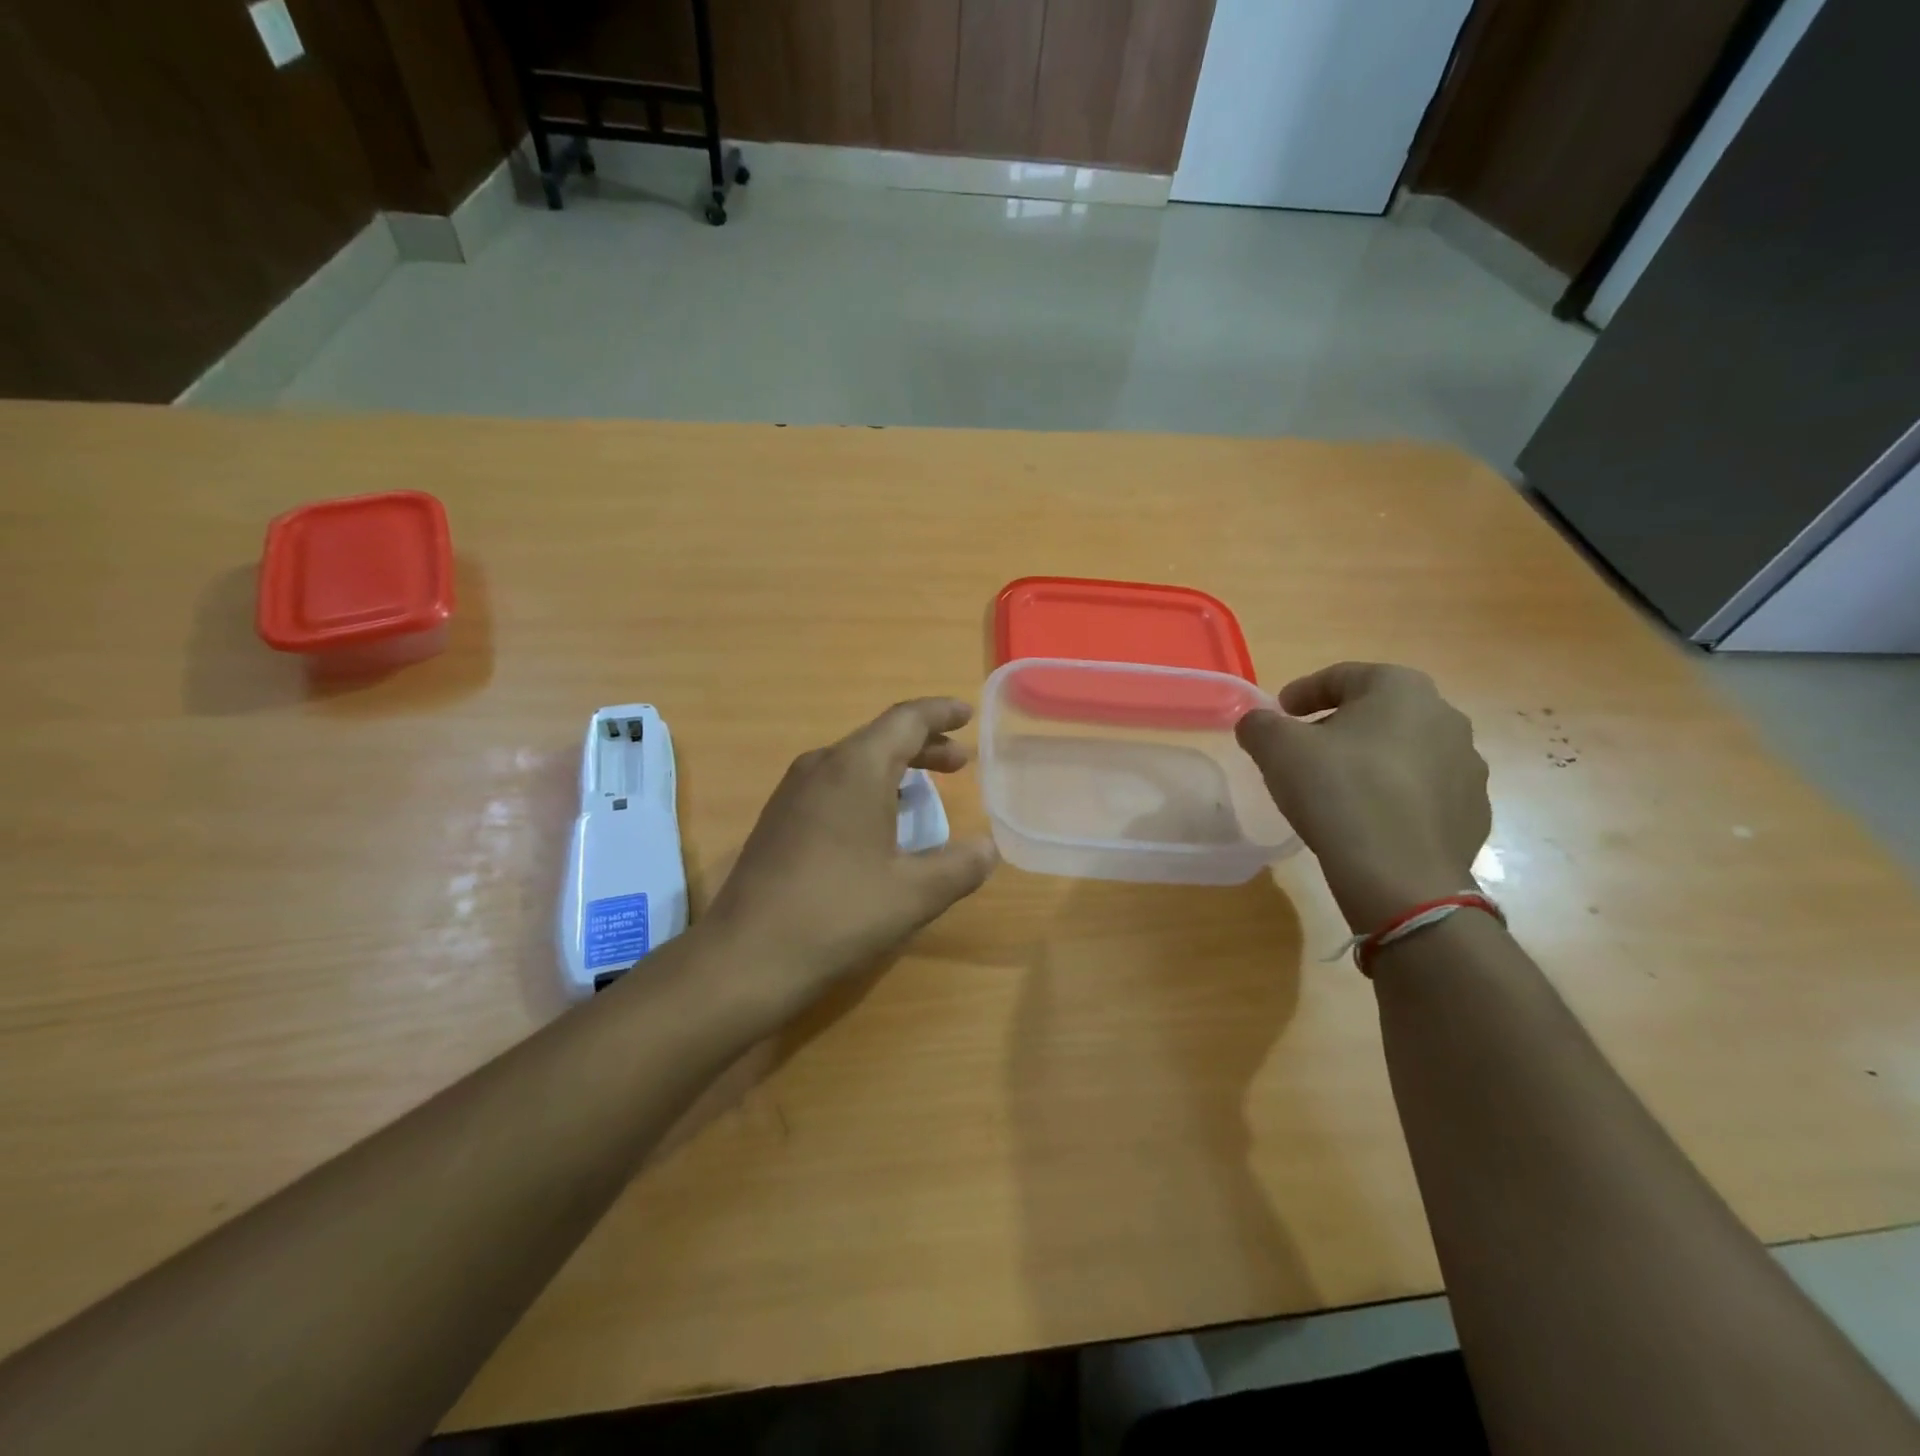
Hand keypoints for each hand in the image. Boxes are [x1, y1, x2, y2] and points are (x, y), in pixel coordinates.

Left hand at [706, 699, 999, 1018]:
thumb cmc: (839, 914)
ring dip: (895, 767)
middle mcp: (821, 766)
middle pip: (880, 737)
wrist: (746, 956)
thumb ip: (960, 866)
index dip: (940, 713)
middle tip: (960, 762)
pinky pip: (833, 784)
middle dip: (924, 744)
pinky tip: (878, 821)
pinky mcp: (779, 819)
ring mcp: (793, 792)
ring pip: (854, 761)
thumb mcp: (914, 894)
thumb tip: (988, 849)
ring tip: (926, 788)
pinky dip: (867, 787)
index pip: (906, 720)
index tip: (967, 714)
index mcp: (856, 768)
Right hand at [1235, 663, 1489, 932]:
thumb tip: (1257, 723)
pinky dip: (1394, 795)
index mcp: (1401, 689)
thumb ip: (1259, 724)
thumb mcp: (1276, 749)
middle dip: (1338, 726)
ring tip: (1336, 789)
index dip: (1303, 691)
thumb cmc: (1337, 791)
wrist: (1400, 875)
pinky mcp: (1473, 811)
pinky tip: (1367, 819)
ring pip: (1404, 751)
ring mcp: (1467, 767)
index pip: (1343, 676)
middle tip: (1304, 750)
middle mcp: (1445, 717)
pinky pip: (1423, 791)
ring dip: (1369, 760)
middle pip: (1378, 711)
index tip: (1280, 712)